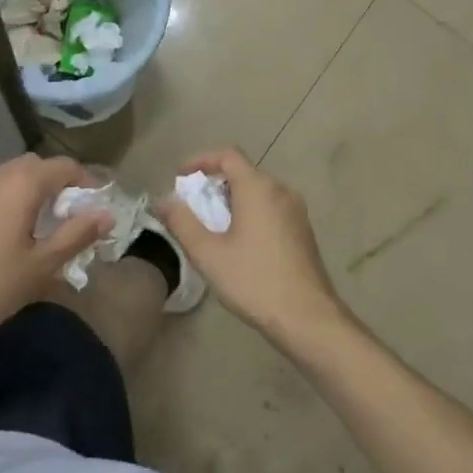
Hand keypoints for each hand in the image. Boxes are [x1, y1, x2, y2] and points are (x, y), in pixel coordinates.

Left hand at [0, 154, 110, 341]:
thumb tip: (107, 214)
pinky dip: (16, 203)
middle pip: (40, 168)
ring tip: (48, 231)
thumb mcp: (42, 265)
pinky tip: (18, 238)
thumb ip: (77, 235)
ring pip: (16, 179)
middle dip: (62, 187)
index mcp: (23, 182)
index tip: (99, 211)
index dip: (88, 184)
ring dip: (38, 195)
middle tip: (75, 221)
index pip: (66, 166)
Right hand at [155, 149, 348, 346]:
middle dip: (214, 184)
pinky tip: (239, 242)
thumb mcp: (209, 254)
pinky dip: (250, 212)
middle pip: (243, 172)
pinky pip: (271, 207)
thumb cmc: (254, 281)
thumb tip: (164, 201)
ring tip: (212, 227)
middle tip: (192, 207)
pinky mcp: (303, 230)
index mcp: (258, 188)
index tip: (180, 177)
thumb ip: (182, 223)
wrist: (308, 317)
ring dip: (232, 200)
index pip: (228, 155)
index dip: (201, 160)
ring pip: (258, 191)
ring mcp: (296, 210)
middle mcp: (281, 190)